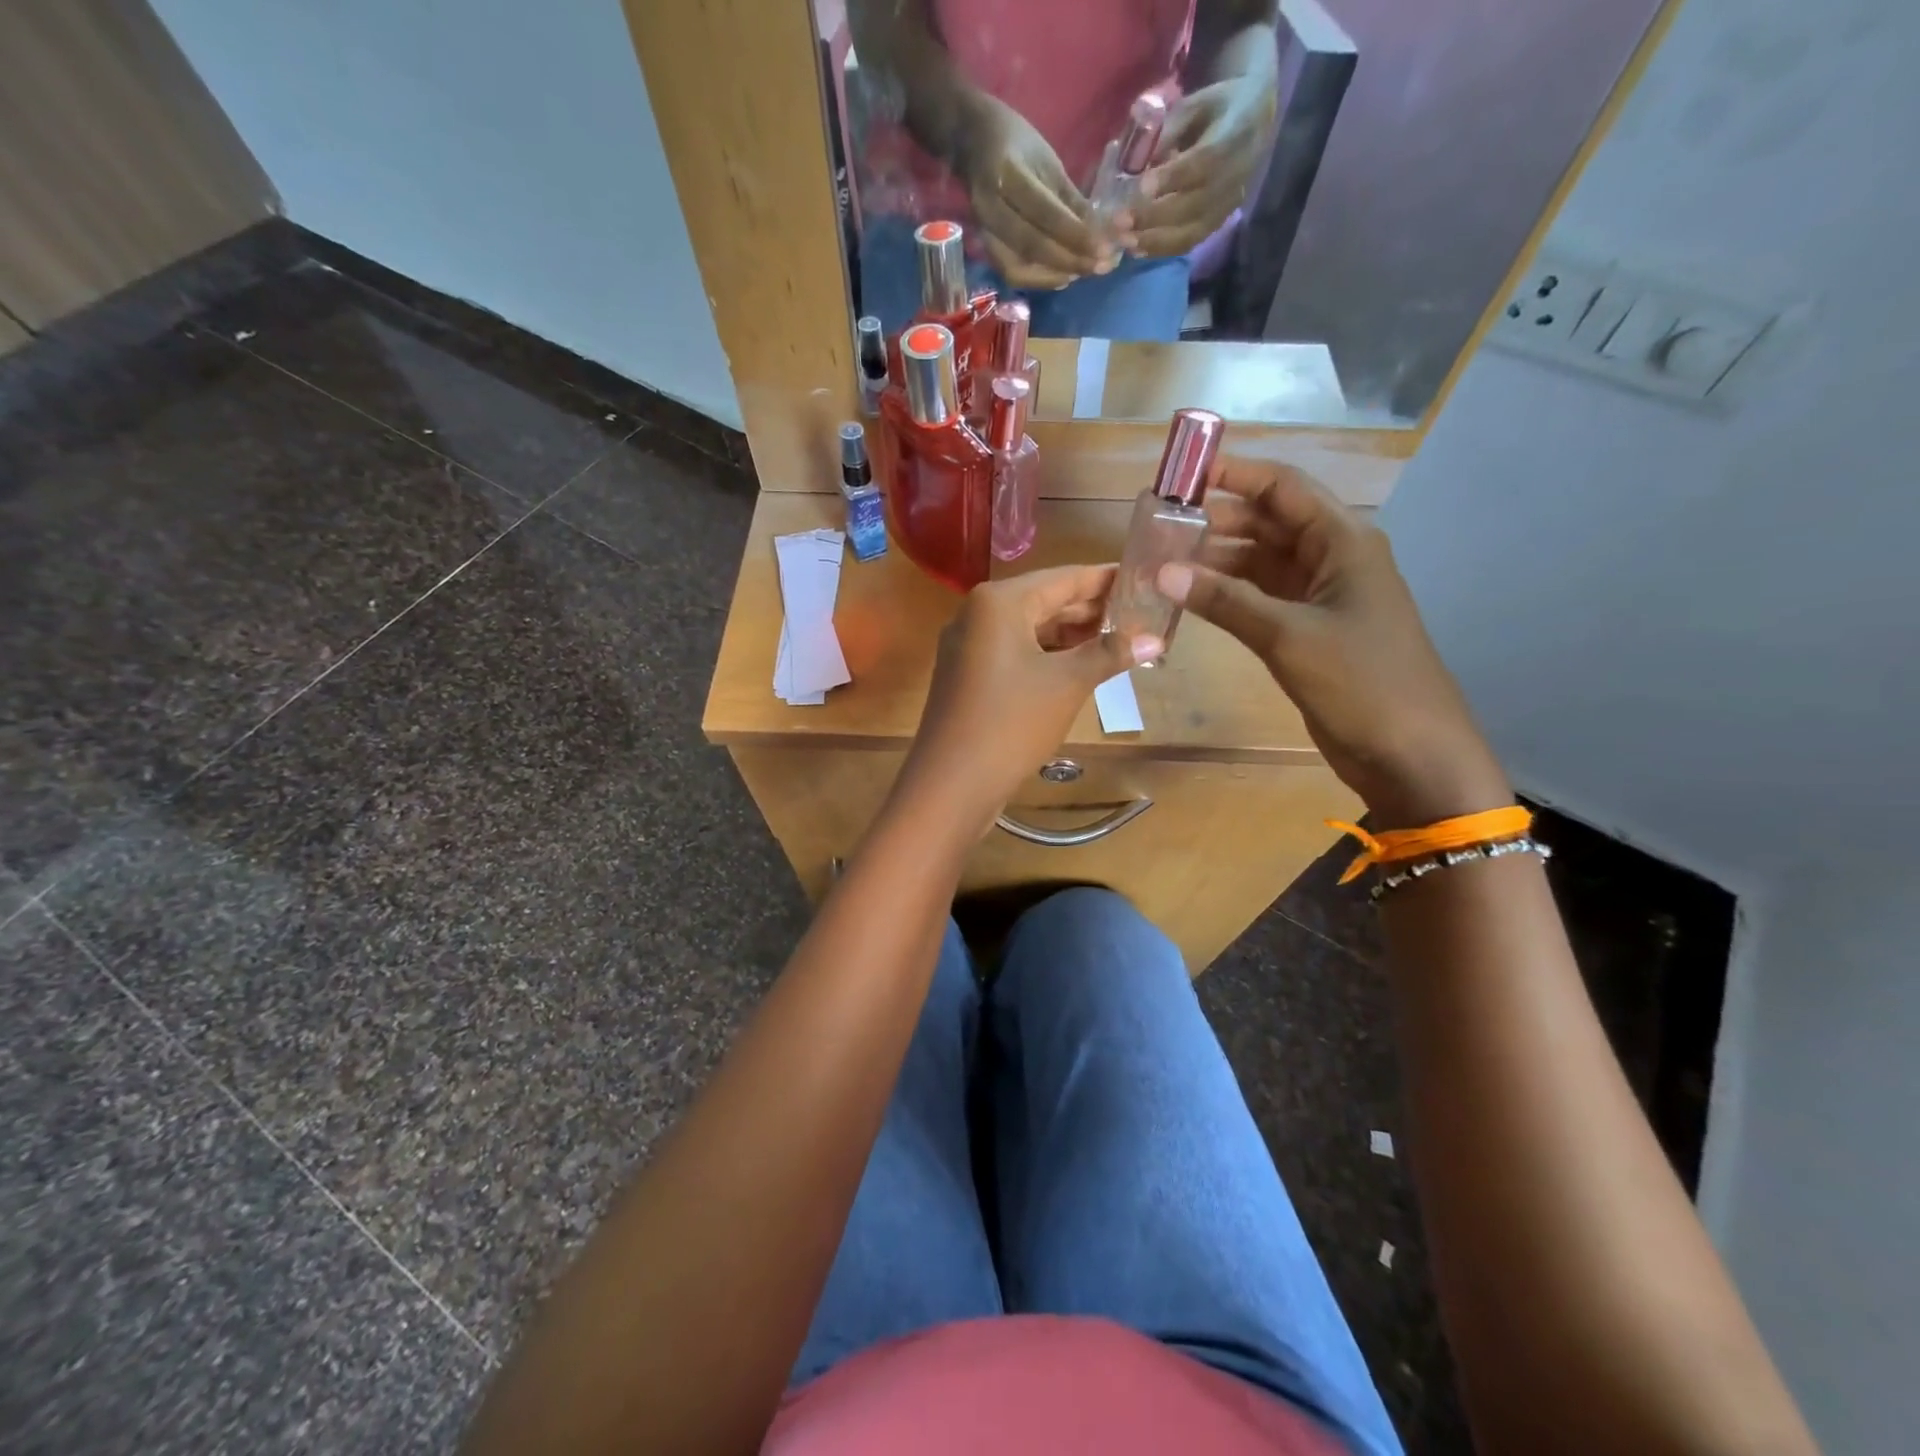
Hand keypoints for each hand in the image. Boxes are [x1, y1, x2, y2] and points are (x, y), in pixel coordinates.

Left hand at [898, 566, 1161, 836]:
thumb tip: (1155, 638)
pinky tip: (1080, 666)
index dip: (1106, 580)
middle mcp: (978, 613)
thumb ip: (1110, 653)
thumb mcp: (1068, 683)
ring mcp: (968, 646)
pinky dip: (1047, 656)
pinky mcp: (967, 675)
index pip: (1065, 578)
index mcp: (1000, 601)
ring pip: (1030, 629)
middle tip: (1141, 614)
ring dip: (1071, 636)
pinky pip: (1015, 652)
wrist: (952, 783)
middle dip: (1091, 610)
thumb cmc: (1012, 722)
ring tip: (1119, 640)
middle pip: (1046, 601)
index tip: (1145, 578)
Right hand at [955, 95, 1102, 288]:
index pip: (1046, 214)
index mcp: (1007, 175)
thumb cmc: (1015, 142)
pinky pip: (1012, 272)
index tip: (1105, 248)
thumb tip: (1103, 233)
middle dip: (1070, 260)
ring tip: (1084, 273)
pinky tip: (1062, 277)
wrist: (970, 141)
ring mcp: (984, 231)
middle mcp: (991, 208)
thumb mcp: (1048, 161)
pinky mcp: (985, 246)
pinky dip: (1039, 279)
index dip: (1076, 236)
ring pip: (1019, 268)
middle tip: (1101, 266)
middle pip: (1032, 246)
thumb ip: (1071, 200)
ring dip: (1055, 275)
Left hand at [1122, 76, 1275, 258]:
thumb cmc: (1216, 109)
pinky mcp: (1219, 223)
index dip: (1172, 177)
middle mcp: (1234, 177)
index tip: (1141, 187)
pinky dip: (1162, 249)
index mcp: (1234, 135)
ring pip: (1191, 231)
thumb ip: (1167, 131)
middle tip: (1119, 222)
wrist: (1254, 122)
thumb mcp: (1194, 105)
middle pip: (1192, 205)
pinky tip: (1138, 249)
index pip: (1202, 162)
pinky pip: (1190, 242)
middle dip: (1153, 216)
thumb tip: (1134, 161)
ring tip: (1124, 240)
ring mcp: (1228, 205)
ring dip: (1154, 240)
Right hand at [1157, 462, 1511, 828]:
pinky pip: (1260, 598)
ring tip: (1164, 561)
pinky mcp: (1308, 630)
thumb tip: (1162, 572)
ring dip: (1217, 561)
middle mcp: (1332, 558)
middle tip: (1159, 526)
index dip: (1234, 475)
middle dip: (1216, 520)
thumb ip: (1224, 601)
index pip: (1283, 488)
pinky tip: (1190, 598)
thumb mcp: (1288, 636)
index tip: (1181, 477)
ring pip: (1260, 563)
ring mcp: (1321, 596)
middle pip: (1268, 522)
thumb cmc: (1361, 681)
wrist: (1409, 752)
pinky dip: (1227, 596)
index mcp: (1343, 540)